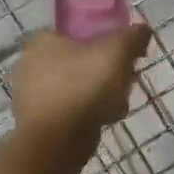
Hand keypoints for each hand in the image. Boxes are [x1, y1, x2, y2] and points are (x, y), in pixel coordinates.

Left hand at [11, 25, 151, 140]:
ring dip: (100, 93)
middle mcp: (30, 64)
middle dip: (106, 70)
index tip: (123, 54)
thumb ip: (133, 37)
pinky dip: (88, 113)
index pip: (77, 31)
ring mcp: (30, 95)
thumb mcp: (117, 52)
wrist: (57, 142)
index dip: (104, 39)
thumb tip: (143, 30)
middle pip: (80, 60)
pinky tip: (105, 120)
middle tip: (125, 79)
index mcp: (43, 40)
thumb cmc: (84, 86)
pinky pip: (70, 109)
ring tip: (119, 104)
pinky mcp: (37, 122)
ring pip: (77, 86)